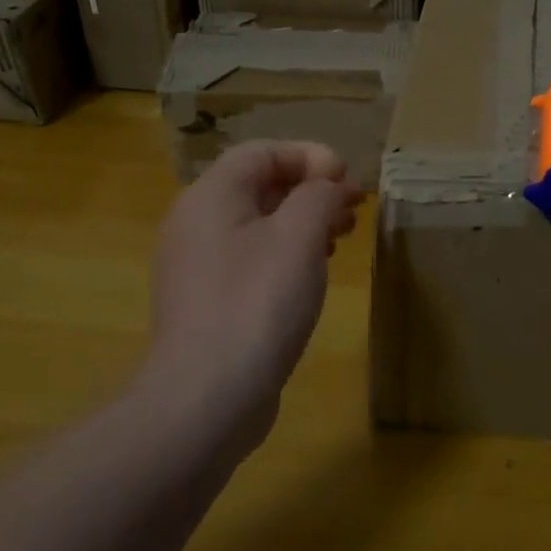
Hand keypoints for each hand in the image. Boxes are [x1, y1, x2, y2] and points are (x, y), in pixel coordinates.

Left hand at [143, 141, 362, 446]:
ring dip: (303, 221)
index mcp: (211, 196)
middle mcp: (196, 223)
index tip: (348, 180)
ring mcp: (198, 265)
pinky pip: (251, 258)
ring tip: (343, 236)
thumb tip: (328, 184)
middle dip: (311, 189)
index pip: (262, 151)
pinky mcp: (208, 301)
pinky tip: (313, 273)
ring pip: (258, 223)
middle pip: (259, 185)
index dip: (310, 156)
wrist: (206, 399)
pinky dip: (286, 253)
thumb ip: (318, 195)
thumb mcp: (299, 236)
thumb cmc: (256, 303)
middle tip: (354, 207)